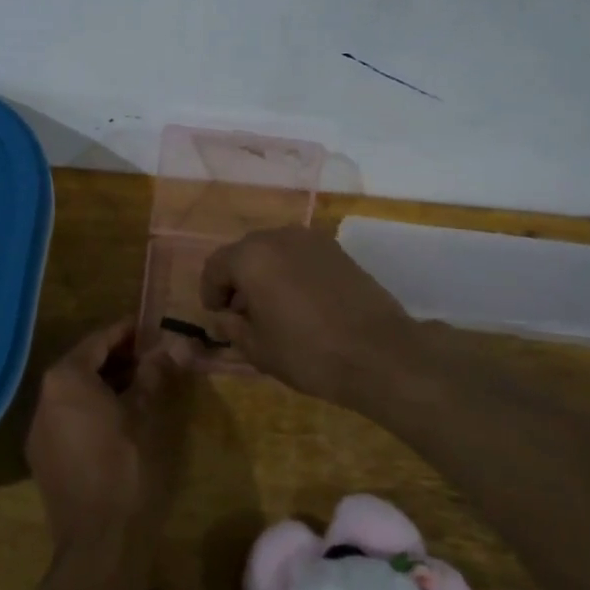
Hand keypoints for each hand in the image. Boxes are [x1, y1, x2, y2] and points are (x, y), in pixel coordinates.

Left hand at [25, 318, 191, 560]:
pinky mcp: (43, 457)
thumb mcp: (146, 414)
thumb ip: (154, 374)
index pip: (99, 340)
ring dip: (106, 384)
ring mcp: (39, 430)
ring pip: (75, 392)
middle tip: (152, 357)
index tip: (152, 328)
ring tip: (142, 386)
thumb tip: (171, 345)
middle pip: (84, 364)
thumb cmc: (126, 467)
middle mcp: (44, 397)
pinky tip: (120, 419)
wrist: (99, 543)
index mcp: (65, 379)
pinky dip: (92, 409)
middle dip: (118, 358)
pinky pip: (68, 417)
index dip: (127, 332)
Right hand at [200, 226, 420, 403]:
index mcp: (251, 257)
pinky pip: (301, 256)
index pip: (216, 266)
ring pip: (275, 251)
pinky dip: (291, 272)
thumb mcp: (258, 349)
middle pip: (246, 253)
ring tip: (273, 308)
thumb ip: (232, 327)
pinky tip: (301, 302)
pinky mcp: (338, 250)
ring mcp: (312, 240)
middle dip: (238, 280)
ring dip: (266, 274)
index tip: (217, 316)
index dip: (210, 291)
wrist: (379, 353)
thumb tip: (224, 317)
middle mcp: (279, 237)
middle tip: (242, 313)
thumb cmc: (308, 353)